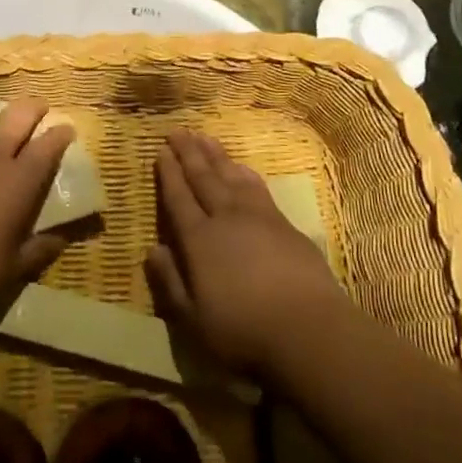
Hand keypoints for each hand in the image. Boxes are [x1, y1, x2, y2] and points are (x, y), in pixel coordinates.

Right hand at [144, 131, 342, 375]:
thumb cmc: (243, 331)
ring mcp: (258, 217)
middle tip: (179, 131)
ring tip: (205, 137)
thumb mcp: (193, 320)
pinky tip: (241, 166)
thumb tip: (152, 250)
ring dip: (216, 155)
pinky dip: (245, 172)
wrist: (309, 329)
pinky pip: (258, 187)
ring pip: (231, 176)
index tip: (161, 151)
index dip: (169, 175)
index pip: (178, 200)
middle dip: (189, 154)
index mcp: (199, 241)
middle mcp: (226, 219)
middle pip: (204, 179)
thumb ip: (171, 282)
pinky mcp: (284, 224)